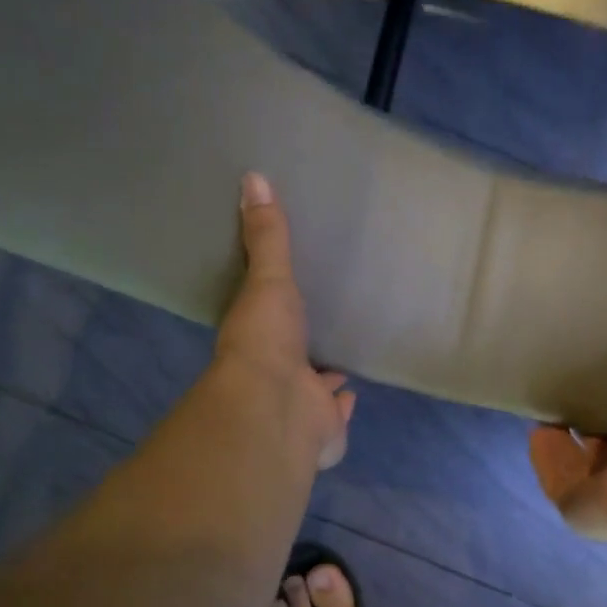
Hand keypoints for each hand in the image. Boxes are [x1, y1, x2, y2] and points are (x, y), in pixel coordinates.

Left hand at [214, 172, 356, 469]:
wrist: (276, 407)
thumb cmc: (266, 341)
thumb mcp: (268, 280)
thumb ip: (267, 237)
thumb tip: (253, 177)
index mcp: (258, 339)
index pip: (267, 320)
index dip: (277, 311)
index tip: (289, 298)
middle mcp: (275, 374)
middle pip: (292, 356)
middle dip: (304, 347)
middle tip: (321, 331)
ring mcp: (299, 405)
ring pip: (311, 389)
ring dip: (322, 378)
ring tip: (340, 360)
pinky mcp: (324, 429)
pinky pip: (336, 414)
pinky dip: (343, 405)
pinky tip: (354, 394)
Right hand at [529, 307, 606, 540]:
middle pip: (603, 450)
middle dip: (587, 428)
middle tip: (568, 396)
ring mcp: (603, 495)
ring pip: (576, 465)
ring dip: (560, 442)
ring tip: (543, 410)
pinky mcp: (575, 505)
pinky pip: (555, 477)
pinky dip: (544, 457)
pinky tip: (532, 432)